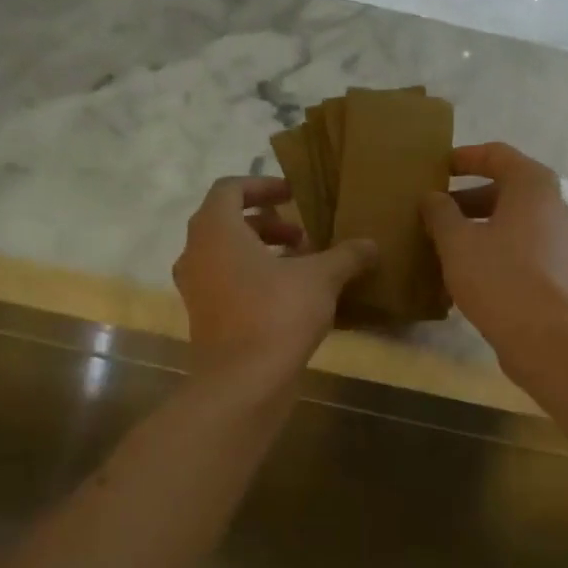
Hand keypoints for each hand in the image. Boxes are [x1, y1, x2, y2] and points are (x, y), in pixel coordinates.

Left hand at [174, 177, 375, 386]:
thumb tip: (371, 245)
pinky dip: (253, 280)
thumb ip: (346, 255)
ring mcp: (195, 289)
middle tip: (303, 237)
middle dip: (268, 224)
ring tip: (301, 267)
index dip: (263, 186)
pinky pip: (227, 284)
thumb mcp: (322, 278)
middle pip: (228, 223)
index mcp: (216, 229)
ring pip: (227, 256)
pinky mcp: (203, 319)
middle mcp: (196, 253)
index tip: (294, 195)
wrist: (244, 381)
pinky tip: (289, 299)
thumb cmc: (277, 315)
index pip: (230, 189)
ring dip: (262, 253)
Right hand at [420, 143, 567, 359]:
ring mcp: (559, 239)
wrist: (544, 336)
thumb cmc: (498, 278)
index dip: (464, 158)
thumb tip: (431, 197)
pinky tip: (467, 272)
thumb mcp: (457, 242)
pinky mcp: (557, 270)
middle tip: (434, 213)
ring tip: (444, 244)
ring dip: (478, 228)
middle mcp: (553, 204)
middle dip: (467, 199)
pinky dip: (494, 250)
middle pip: (505, 190)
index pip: (496, 155)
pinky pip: (520, 248)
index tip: (437, 168)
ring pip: (512, 222)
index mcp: (532, 185)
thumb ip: (440, 213)